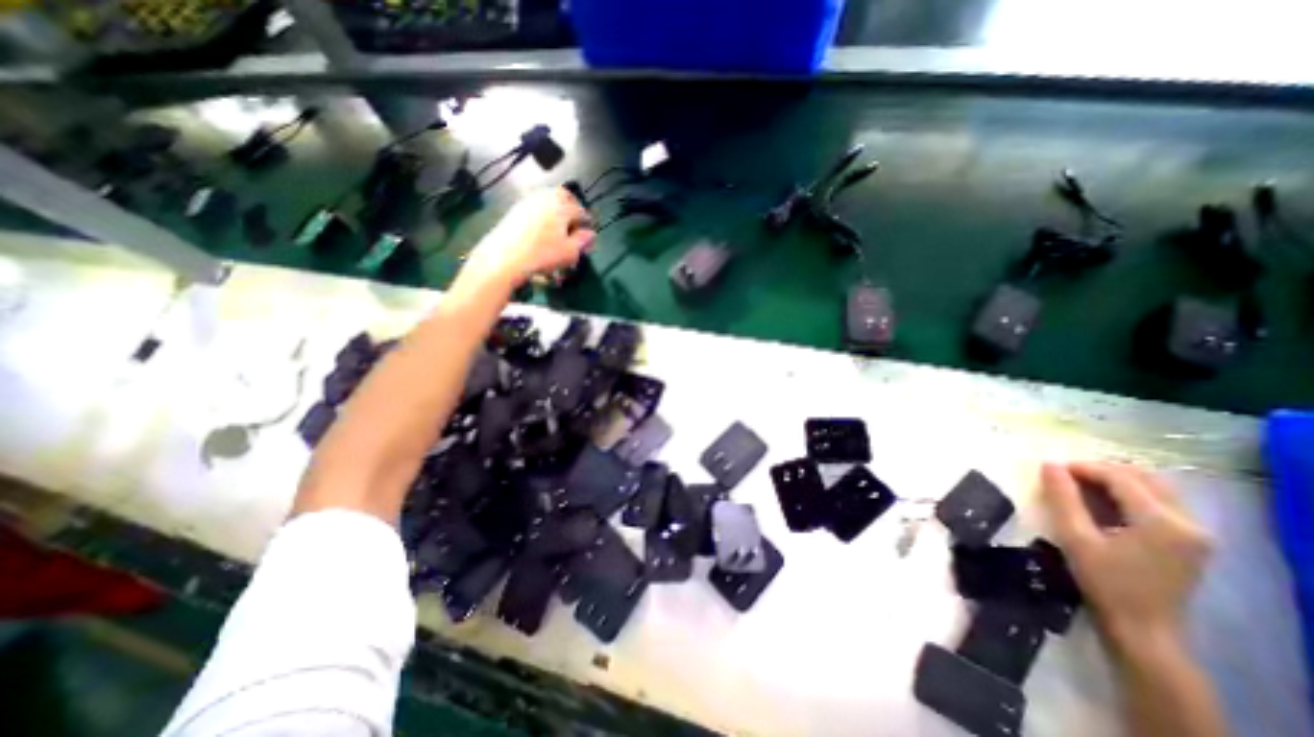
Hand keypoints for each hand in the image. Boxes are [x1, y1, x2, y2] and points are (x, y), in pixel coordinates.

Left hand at [459, 188, 589, 290]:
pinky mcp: (515, 210)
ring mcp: (528, 201)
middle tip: (575, 224)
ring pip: (548, 201)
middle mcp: (545, 197)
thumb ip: (582, 241)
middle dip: (572, 208)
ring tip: (559, 230)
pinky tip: (542, 233)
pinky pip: (535, 209)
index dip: (587, 224)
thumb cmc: (543, 253)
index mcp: (562, 205)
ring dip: (556, 212)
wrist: (505, 256)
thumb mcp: (570, 251)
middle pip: (563, 197)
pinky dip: (542, 217)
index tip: (588, 236)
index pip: (581, 211)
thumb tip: (590, 234)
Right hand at [1042, 464, 1215, 651]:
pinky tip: (1103, 504)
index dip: (1083, 468)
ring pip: (1154, 487)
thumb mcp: (1075, 537)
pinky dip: (1129, 494)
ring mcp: (1196, 533)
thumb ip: (1062, 498)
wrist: (1143, 629)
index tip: (1051, 469)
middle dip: (1101, 471)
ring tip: (1080, 487)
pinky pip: (1160, 502)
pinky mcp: (1192, 541)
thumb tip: (1049, 465)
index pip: (1120, 477)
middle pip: (1143, 477)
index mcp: (1163, 522)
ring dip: (1116, 480)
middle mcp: (1189, 522)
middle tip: (1065, 477)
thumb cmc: (1104, 582)